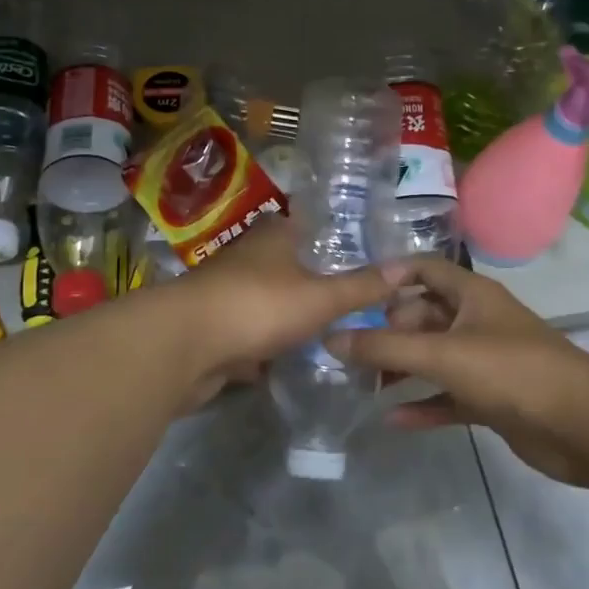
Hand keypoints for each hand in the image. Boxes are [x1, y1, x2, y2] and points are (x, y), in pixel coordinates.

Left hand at [169, 216, 407, 408]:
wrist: (183, 347)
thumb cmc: (257, 306)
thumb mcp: (320, 297)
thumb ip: (361, 287)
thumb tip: (405, 269)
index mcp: (274, 237)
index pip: (309, 225)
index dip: (336, 237)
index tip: (367, 255)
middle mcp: (250, 258)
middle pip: (291, 266)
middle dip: (319, 284)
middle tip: (361, 303)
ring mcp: (229, 295)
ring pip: (272, 303)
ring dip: (294, 318)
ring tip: (337, 335)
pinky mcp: (216, 331)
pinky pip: (254, 336)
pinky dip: (271, 348)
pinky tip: (297, 363)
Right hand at [326, 254, 588, 483]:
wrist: (583, 426)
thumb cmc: (511, 372)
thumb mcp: (442, 355)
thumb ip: (384, 348)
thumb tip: (331, 339)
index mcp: (471, 295)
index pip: (424, 269)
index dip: (390, 276)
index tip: (353, 295)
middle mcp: (477, 322)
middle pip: (423, 316)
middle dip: (388, 331)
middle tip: (349, 351)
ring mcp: (486, 361)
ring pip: (433, 358)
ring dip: (401, 369)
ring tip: (362, 384)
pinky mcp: (492, 399)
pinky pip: (448, 396)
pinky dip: (423, 404)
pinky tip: (392, 419)